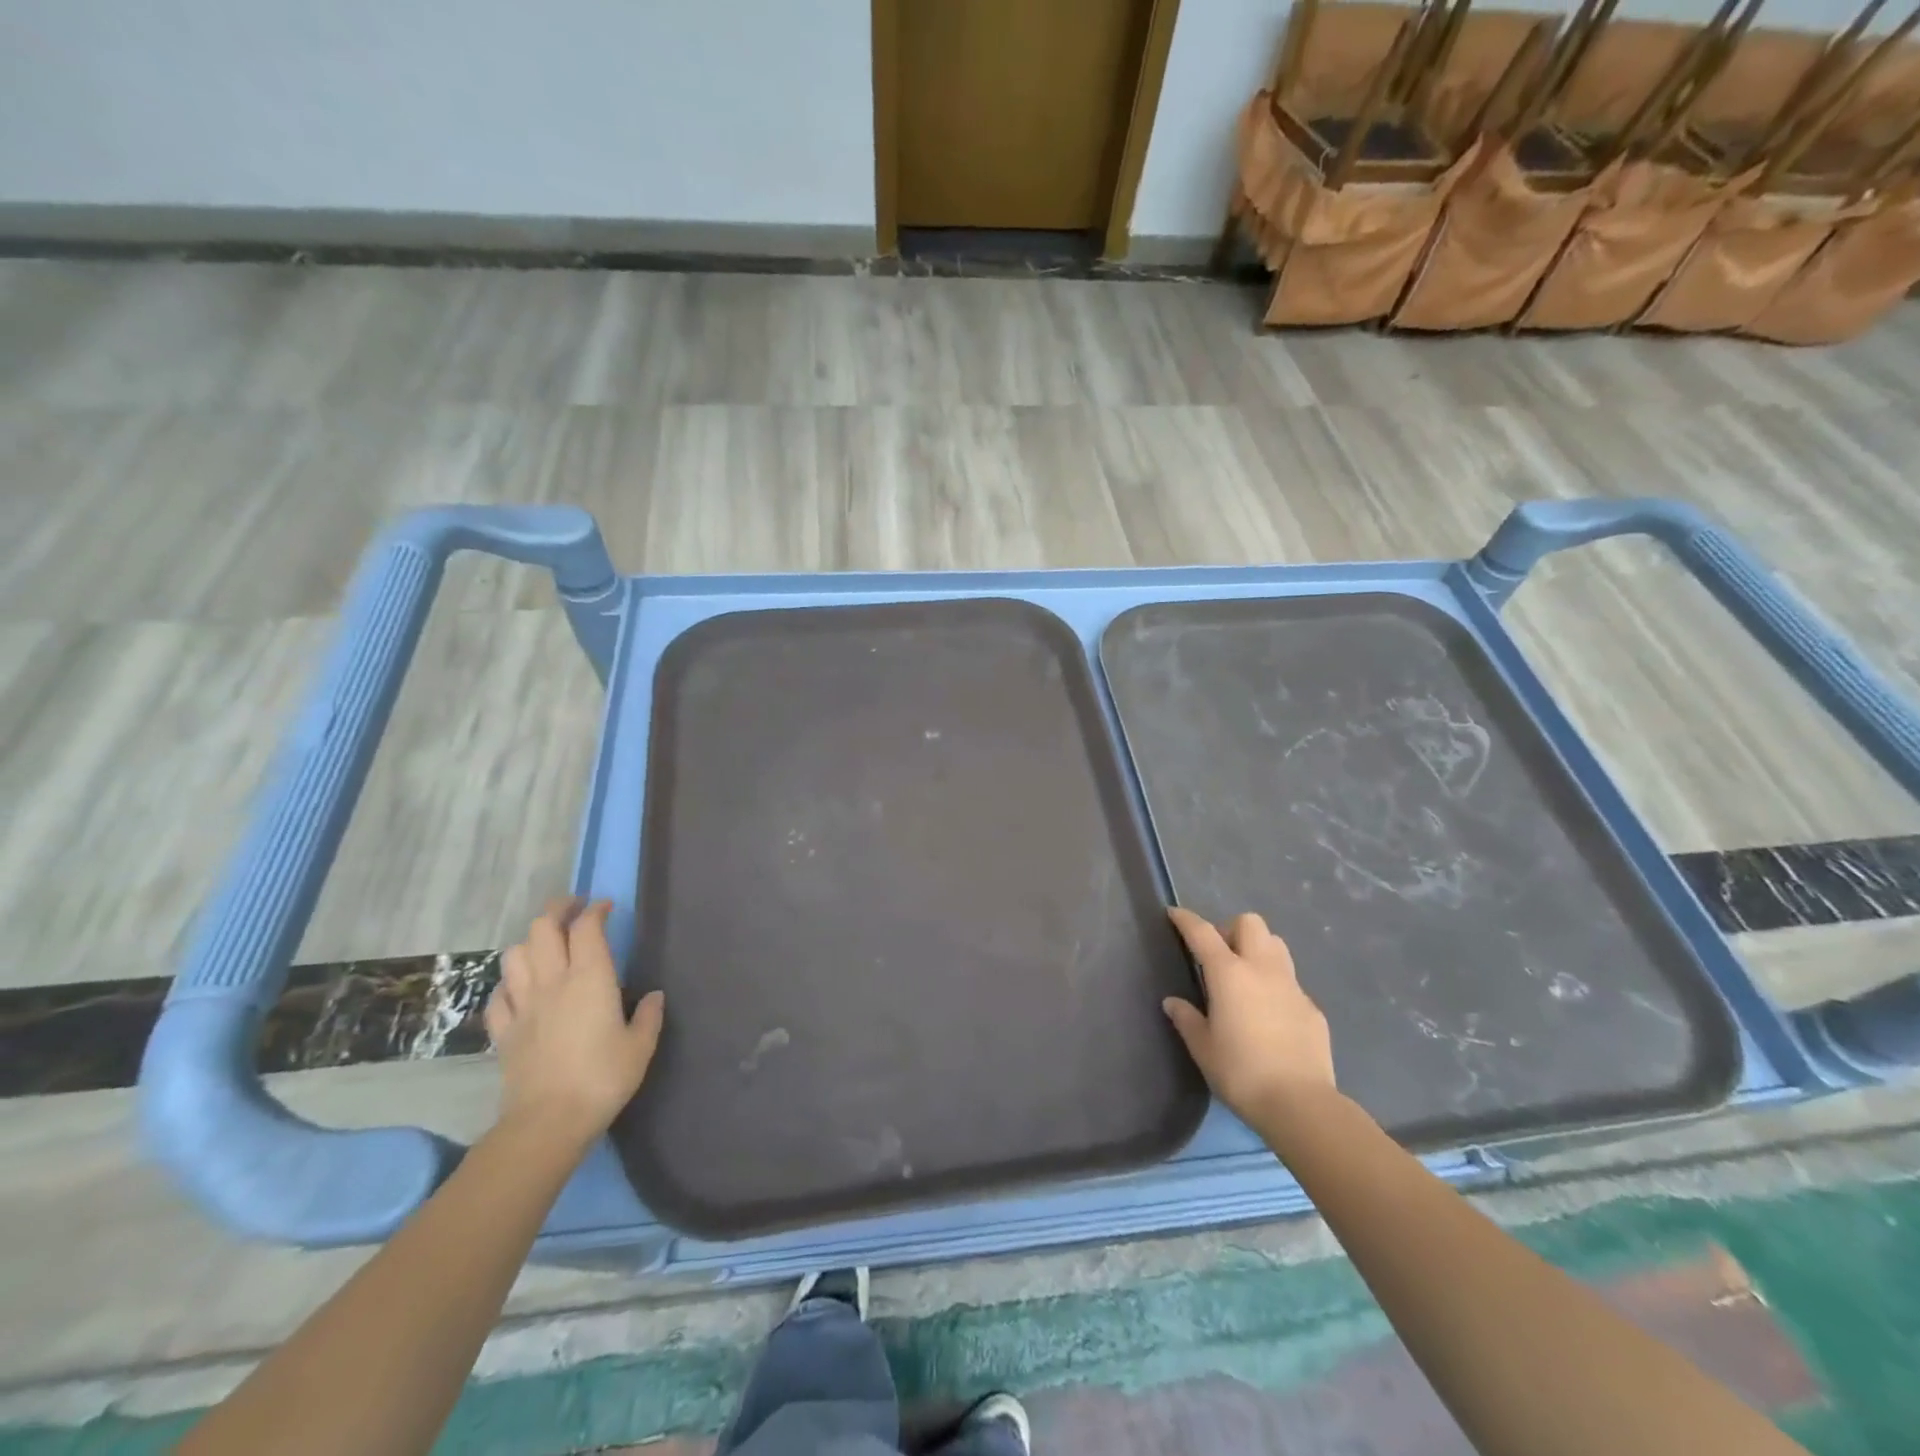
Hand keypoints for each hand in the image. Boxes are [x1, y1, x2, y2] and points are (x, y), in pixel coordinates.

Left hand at [486, 898, 664, 1146]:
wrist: (548, 1121)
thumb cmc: (603, 1078)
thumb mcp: (641, 1046)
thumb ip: (649, 1015)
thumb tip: (653, 996)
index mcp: (591, 978)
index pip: (587, 927)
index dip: (595, 911)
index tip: (606, 907)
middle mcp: (553, 981)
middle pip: (543, 928)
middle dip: (558, 910)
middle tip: (574, 909)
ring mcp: (523, 1005)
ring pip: (515, 954)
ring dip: (531, 941)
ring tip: (546, 944)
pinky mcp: (504, 1031)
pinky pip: (499, 994)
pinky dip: (509, 983)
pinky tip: (520, 988)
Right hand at [1163, 907, 1335, 1124]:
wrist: (1301, 1104)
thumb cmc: (1241, 1072)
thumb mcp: (1202, 1047)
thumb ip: (1186, 1019)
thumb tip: (1173, 1002)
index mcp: (1229, 974)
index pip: (1203, 932)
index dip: (1186, 920)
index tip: (1174, 914)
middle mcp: (1262, 969)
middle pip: (1250, 924)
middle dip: (1231, 929)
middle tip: (1218, 955)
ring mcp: (1292, 986)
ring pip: (1276, 945)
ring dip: (1257, 949)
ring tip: (1245, 976)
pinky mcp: (1312, 1008)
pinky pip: (1291, 981)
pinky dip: (1275, 984)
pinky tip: (1269, 1013)